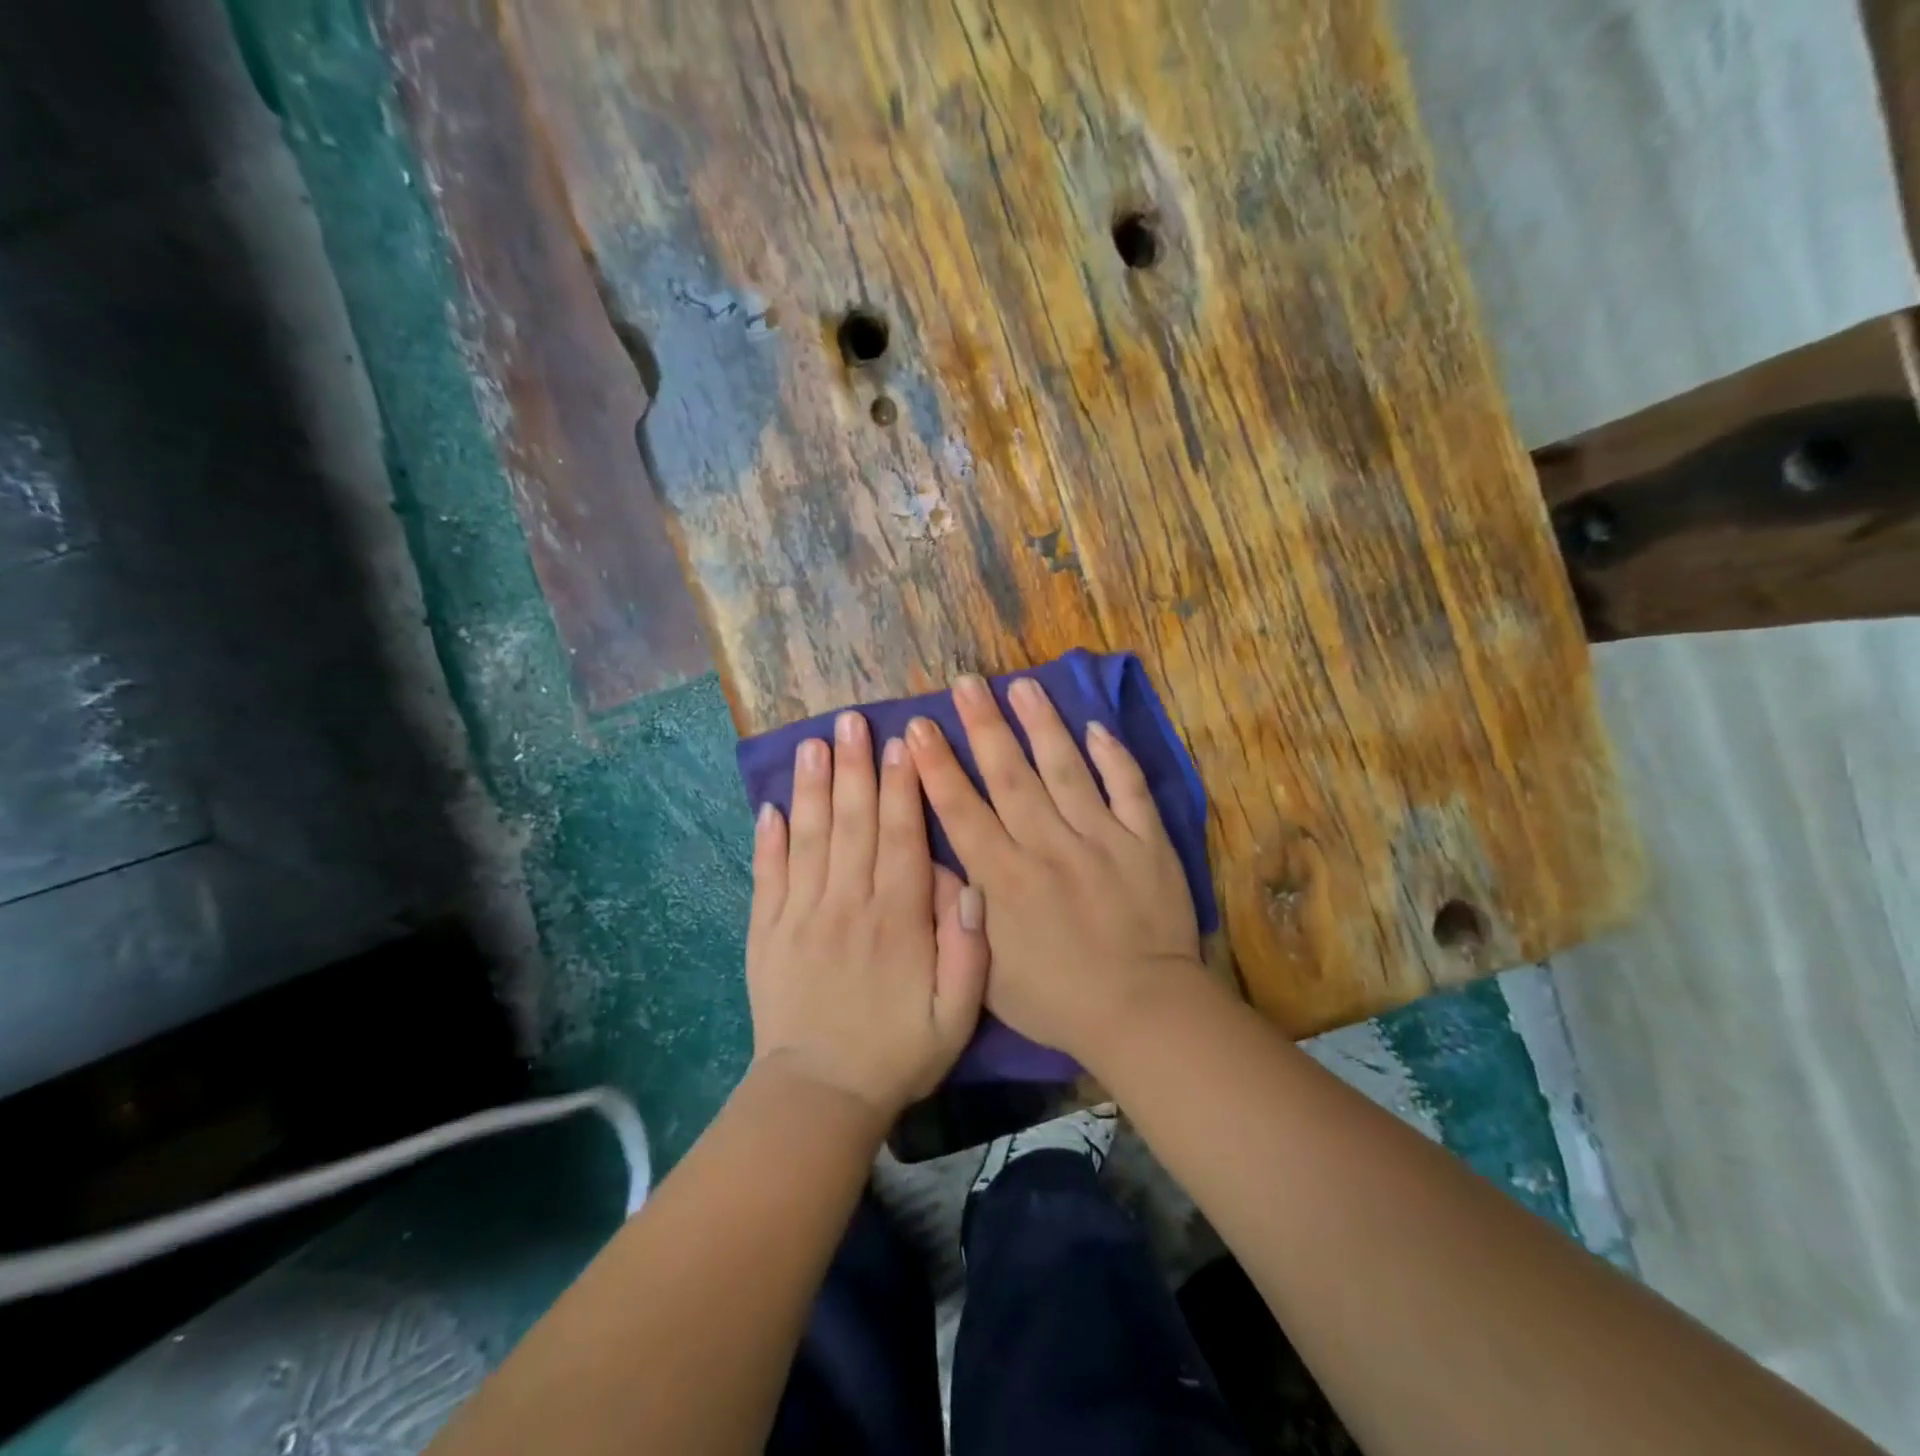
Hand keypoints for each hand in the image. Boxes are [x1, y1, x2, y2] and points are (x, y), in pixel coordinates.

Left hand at [747, 710, 988, 1122]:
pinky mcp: (767, 931)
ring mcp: (801, 915)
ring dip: (813, 788)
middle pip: (853, 823)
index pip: (901, 836)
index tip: (903, 743)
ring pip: (810, 838)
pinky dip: (769, 838)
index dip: (903, 786)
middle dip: (856, 768)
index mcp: (897, 918)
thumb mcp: (957, 1015)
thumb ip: (968, 949)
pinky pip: (768, 875)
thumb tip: (972, 885)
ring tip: (814, 744)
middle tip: (852, 721)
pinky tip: (771, 805)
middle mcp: (848, 904)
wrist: (820, 1096)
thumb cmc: (897, 1052)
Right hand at [905, 674, 1206, 1063]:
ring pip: (1066, 769)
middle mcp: (1047, 846)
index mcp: (1005, 878)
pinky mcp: (1145, 842)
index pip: (962, 810)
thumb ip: (958, 913)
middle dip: (983, 726)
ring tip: (1023, 685)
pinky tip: (1096, 727)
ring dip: (1042, 725)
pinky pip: (1128, 790)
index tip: (919, 727)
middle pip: (1009, 775)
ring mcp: (1101, 839)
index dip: (937, 766)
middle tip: (966, 683)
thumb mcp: (986, 972)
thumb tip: (931, 860)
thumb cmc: (1056, 998)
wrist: (1140, 1012)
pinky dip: (1114, 757)